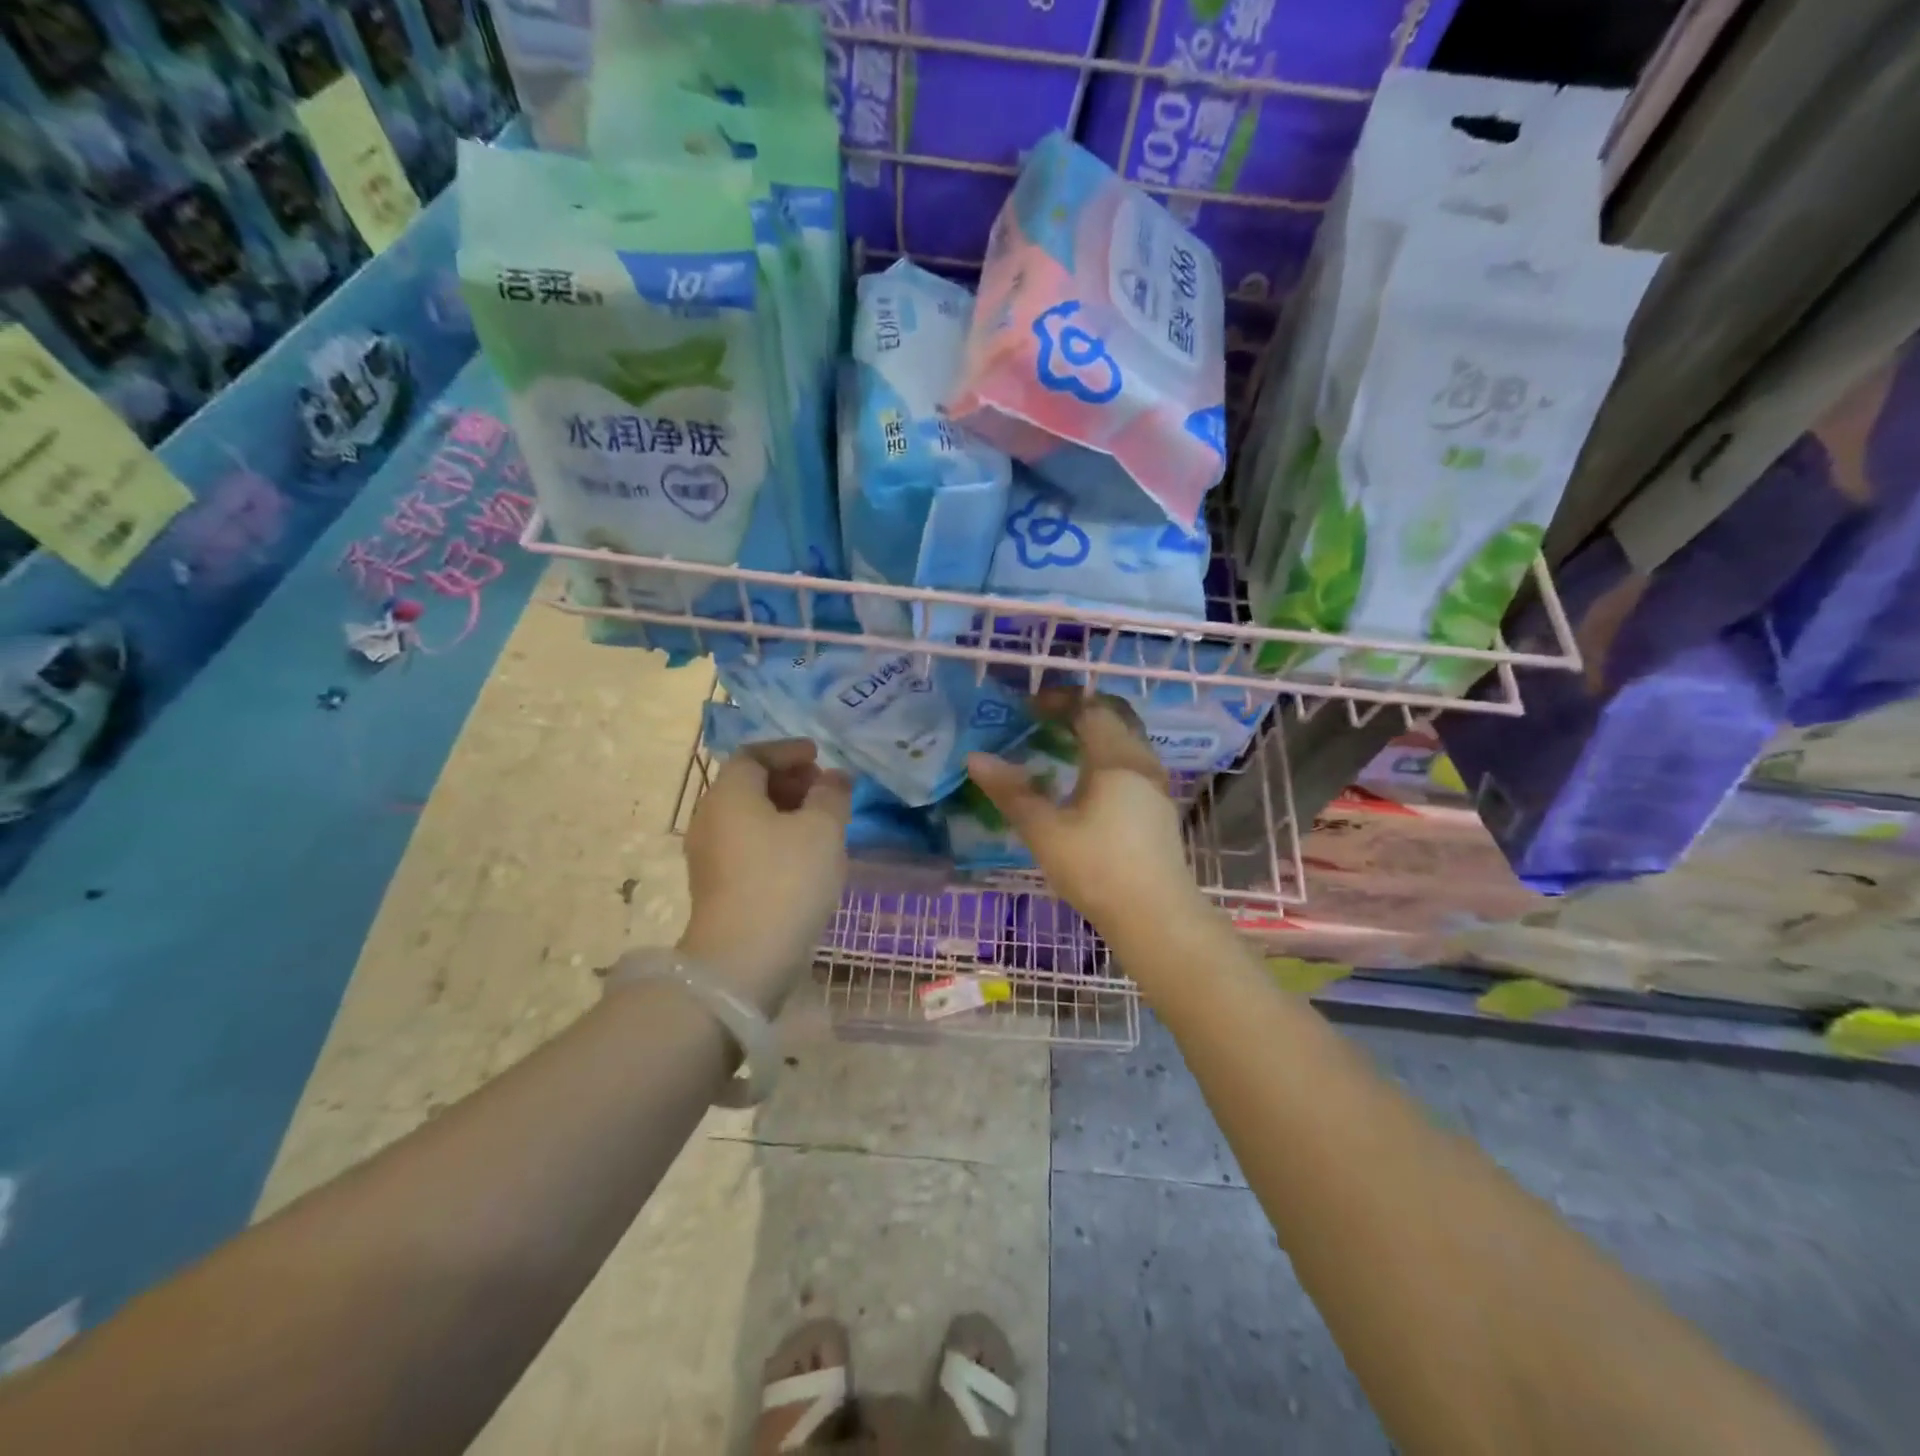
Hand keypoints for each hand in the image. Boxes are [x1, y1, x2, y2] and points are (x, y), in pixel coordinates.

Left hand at [679, 739, 852, 1014]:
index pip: (754, 755)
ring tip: (820, 822)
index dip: (788, 751)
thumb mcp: (823, 829)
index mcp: (729, 794)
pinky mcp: (715, 886)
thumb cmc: (786, 880)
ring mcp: (708, 855)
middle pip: (748, 785)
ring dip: (783, 811)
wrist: (744, 959)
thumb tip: (834, 778)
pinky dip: (773, 837)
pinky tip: (802, 856)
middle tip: (823, 788)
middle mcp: (710, 818)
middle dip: (788, 781)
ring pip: (748, 817)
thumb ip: (832, 795)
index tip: (818, 756)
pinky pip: (746, 844)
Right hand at [965, 695, 1202, 940]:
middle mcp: (1142, 762)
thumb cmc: (1098, 870)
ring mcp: (1156, 785)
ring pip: (1126, 740)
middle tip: (1044, 718)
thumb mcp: (1046, 831)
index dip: (1058, 700)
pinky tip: (1085, 782)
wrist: (1157, 918)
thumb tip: (975, 758)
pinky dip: (1106, 755)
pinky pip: (1132, 762)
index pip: (1089, 708)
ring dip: (1095, 733)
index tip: (1028, 706)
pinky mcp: (1159, 808)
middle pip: (1115, 716)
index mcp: (1116, 758)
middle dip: (1079, 710)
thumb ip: (1011, 792)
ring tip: (1060, 746)